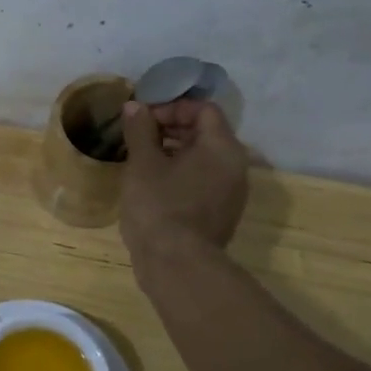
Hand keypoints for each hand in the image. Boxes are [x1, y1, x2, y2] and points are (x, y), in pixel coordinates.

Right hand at [119, 99, 251, 260]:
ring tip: (141, 160)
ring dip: (173, 151)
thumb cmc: (159, 205)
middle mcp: (235, 166)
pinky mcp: (220, 213)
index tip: (143, 118)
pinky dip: (180, 174)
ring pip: (203, 158)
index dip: (171, 107)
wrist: (176, 265)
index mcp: (222, 148)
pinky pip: (202, 180)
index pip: (203, 109)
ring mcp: (231, 193)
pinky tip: (152, 184)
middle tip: (138, 137)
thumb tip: (135, 106)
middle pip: (205, 132)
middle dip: (170, 128)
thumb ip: (140, 129)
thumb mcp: (142, 162)